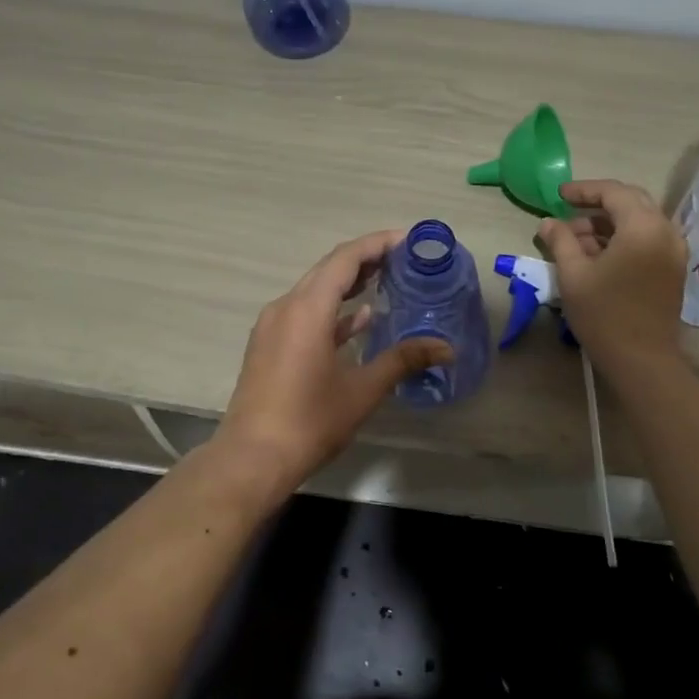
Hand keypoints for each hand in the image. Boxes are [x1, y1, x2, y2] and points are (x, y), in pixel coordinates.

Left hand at [216, 231, 451, 490]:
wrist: (252, 458)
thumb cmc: (310, 421)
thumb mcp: (362, 390)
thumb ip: (403, 360)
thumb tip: (446, 348)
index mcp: (308, 309)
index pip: (345, 258)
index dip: (377, 244)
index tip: (408, 240)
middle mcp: (286, 307)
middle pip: (328, 269)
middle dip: (366, 260)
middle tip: (404, 259)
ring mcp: (273, 327)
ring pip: (315, 291)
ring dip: (349, 284)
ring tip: (387, 281)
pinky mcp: (269, 346)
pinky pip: (305, 314)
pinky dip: (333, 312)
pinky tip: (361, 320)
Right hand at [539, 180, 687, 373]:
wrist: (641, 359)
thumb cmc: (603, 315)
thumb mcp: (573, 275)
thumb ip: (560, 241)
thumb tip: (548, 222)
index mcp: (643, 227)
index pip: (614, 192)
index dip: (584, 190)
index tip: (559, 195)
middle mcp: (666, 231)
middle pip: (631, 202)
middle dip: (598, 204)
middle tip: (568, 212)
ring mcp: (674, 250)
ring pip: (640, 221)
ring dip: (609, 223)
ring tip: (576, 239)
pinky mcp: (674, 268)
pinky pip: (648, 239)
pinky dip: (624, 238)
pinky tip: (598, 254)